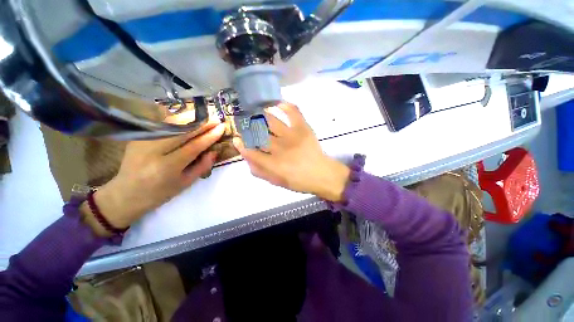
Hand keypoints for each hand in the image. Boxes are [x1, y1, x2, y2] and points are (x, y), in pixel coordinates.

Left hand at [81, 121, 225, 235]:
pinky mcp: (138, 137)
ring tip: (205, 116)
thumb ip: (202, 166)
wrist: (126, 193)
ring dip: (190, 118)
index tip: (221, 128)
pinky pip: (161, 125)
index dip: (209, 136)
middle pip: (182, 131)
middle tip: (216, 119)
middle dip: (202, 123)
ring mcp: (143, 141)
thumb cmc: (160, 192)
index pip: (193, 146)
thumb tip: (214, 151)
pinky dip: (177, 120)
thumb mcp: (185, 183)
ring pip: (170, 124)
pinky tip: (188, 118)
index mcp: (167, 167)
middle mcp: (153, 151)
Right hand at [233, 103, 349, 201]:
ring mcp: (291, 136)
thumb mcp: (277, 182)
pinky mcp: (303, 128)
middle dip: (247, 128)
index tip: (237, 139)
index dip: (241, 145)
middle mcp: (279, 148)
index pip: (251, 152)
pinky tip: (277, 104)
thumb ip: (260, 172)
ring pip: (270, 121)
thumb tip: (247, 159)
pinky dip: (284, 105)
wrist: (321, 173)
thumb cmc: (298, 180)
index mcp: (273, 164)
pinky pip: (293, 112)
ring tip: (255, 112)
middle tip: (244, 123)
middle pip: (258, 134)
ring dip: (260, 115)